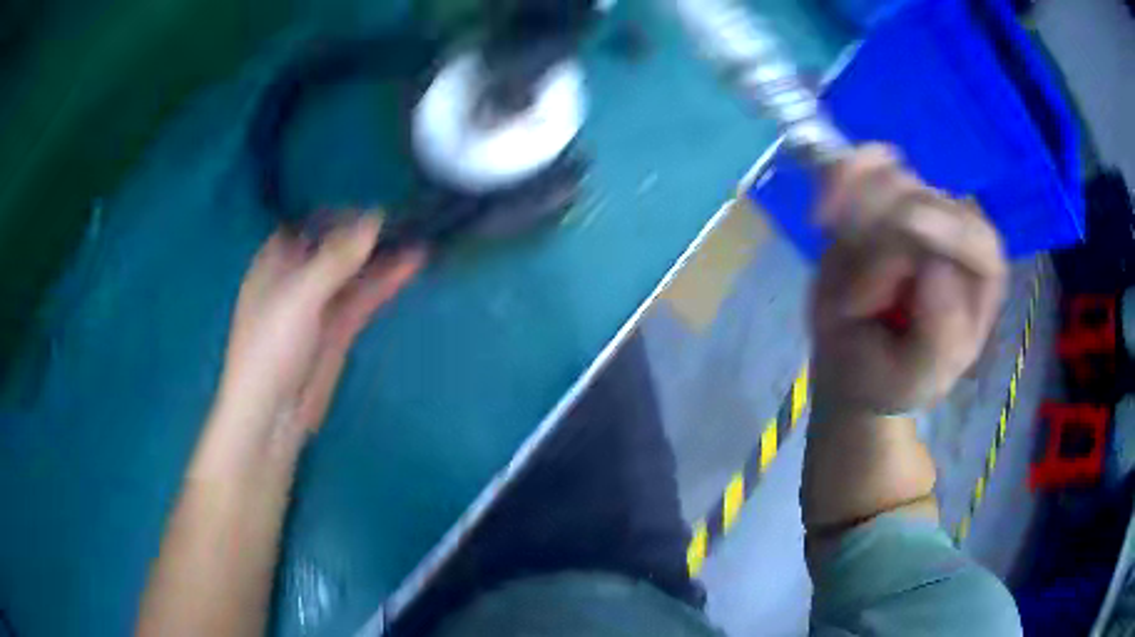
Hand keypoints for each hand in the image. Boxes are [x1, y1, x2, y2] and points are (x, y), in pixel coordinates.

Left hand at [216, 214, 424, 443]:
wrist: (272, 415)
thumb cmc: (270, 347)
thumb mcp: (299, 295)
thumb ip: (337, 257)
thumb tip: (375, 217)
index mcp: (274, 261)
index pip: (308, 223)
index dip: (337, 209)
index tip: (373, 196)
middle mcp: (297, 277)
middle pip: (335, 245)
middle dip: (367, 231)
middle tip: (407, 211)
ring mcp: (320, 304)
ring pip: (354, 271)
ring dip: (382, 255)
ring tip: (419, 232)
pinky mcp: (339, 329)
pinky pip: (364, 297)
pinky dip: (385, 281)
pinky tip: (411, 264)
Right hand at [810, 145, 1006, 414]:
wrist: (851, 363)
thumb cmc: (891, 377)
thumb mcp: (917, 378)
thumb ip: (940, 339)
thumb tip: (937, 269)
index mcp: (981, 278)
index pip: (975, 236)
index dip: (943, 229)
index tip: (903, 238)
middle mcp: (956, 232)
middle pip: (921, 201)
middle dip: (879, 246)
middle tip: (853, 305)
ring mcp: (918, 205)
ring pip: (885, 179)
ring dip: (852, 224)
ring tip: (840, 276)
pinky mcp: (882, 192)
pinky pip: (862, 162)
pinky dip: (838, 177)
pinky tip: (823, 215)